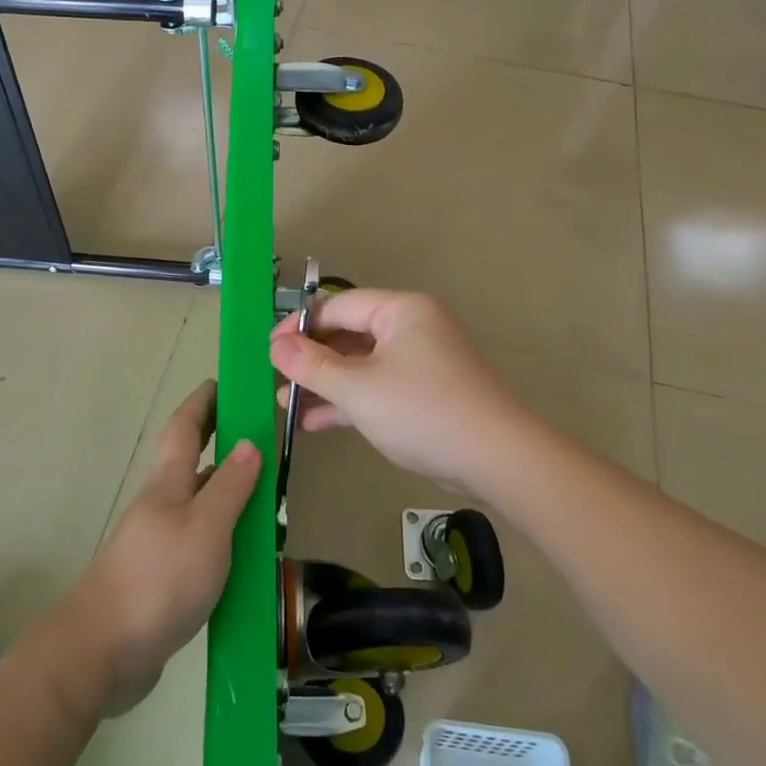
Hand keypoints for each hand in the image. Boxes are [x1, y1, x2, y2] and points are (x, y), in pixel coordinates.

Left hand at [67, 381, 259, 714]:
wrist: (103, 652)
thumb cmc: (158, 580)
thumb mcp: (206, 528)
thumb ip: (230, 487)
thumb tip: (249, 442)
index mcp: (168, 484)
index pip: (185, 428)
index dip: (203, 402)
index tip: (224, 382)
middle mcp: (161, 506)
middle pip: (192, 463)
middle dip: (220, 442)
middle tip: (259, 436)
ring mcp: (159, 542)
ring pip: (200, 505)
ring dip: (229, 493)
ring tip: (268, 495)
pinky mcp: (162, 578)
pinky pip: (201, 542)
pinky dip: (226, 535)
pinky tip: (247, 553)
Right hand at [269, 290, 532, 498]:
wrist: (495, 459)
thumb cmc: (421, 411)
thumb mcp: (358, 388)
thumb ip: (311, 365)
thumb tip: (275, 346)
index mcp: (401, 310)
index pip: (337, 306)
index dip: (299, 326)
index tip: (269, 352)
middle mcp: (412, 327)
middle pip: (348, 334)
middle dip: (310, 359)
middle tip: (275, 381)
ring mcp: (420, 361)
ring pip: (360, 363)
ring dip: (324, 383)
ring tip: (284, 405)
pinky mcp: (424, 392)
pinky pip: (377, 385)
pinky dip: (349, 400)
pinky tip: (314, 422)